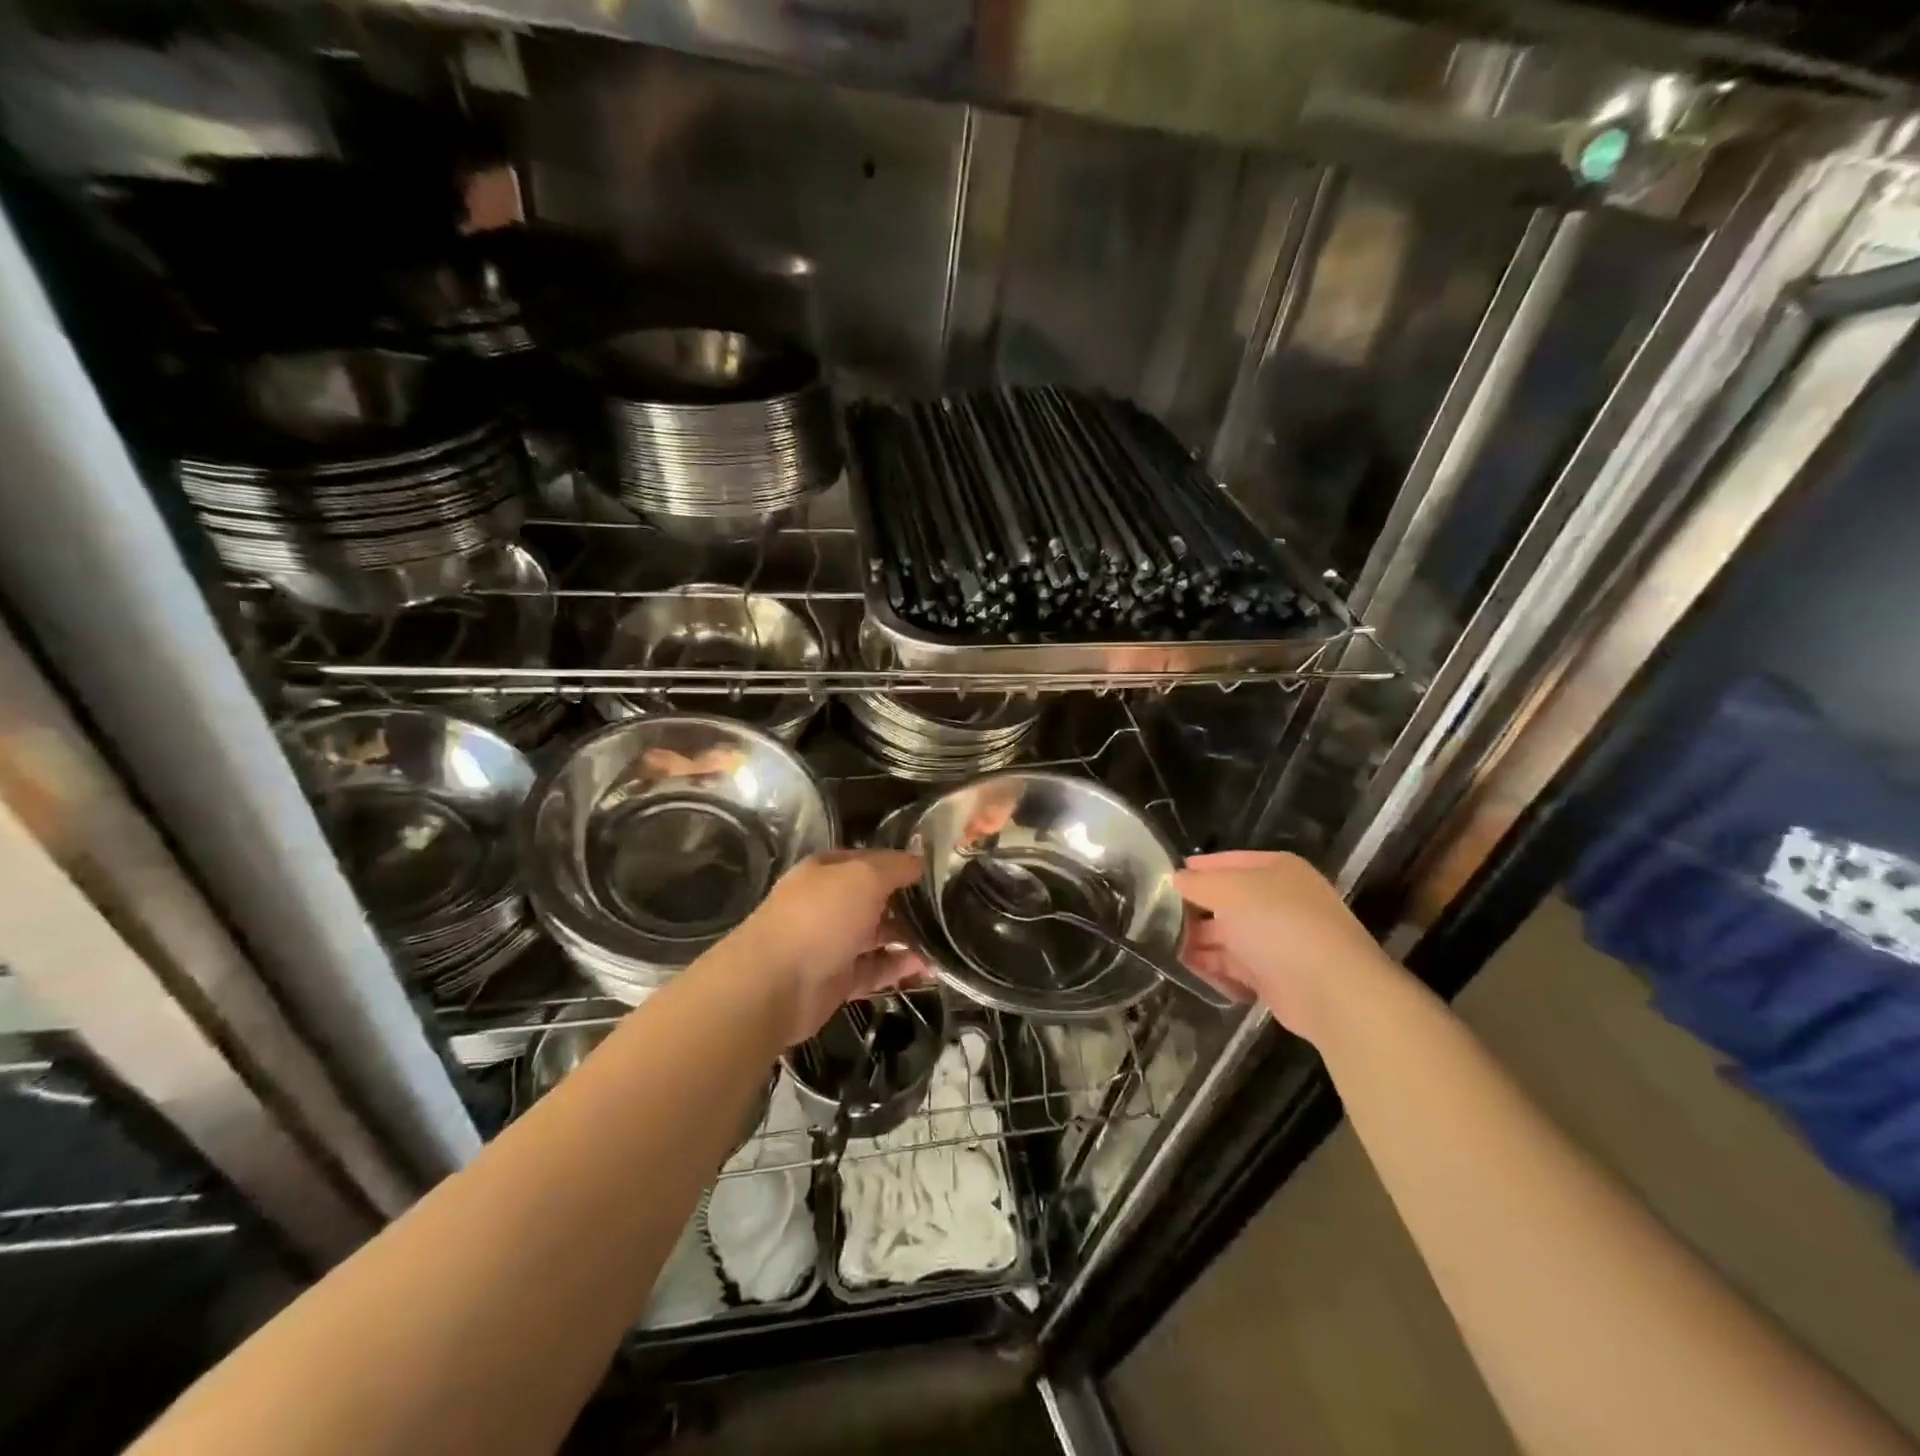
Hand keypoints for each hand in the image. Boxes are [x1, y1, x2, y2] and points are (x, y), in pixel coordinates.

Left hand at [736, 849, 928, 1045]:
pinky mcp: (838, 979)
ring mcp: (832, 942)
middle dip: (910, 904)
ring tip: (947, 942)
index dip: (902, 864)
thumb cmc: (820, 917)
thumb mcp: (863, 877)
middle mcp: (829, 903)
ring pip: (878, 936)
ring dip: (910, 939)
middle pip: (876, 899)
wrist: (775, 985)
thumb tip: (919, 861)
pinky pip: (875, 969)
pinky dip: (900, 968)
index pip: (872, 860)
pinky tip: (929, 969)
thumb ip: (895, 867)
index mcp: (828, 871)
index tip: (939, 872)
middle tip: (950, 910)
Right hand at [1175, 850, 1404, 1046]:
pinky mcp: (1275, 976)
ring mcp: (1278, 940)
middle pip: (1226, 901)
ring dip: (1198, 941)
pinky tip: (1190, 970)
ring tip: (1163, 947)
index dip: (1198, 868)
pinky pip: (1236, 966)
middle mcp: (1279, 901)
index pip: (1228, 861)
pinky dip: (1214, 968)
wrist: (1331, 990)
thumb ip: (1198, 883)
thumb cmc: (1278, 924)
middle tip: (1156, 918)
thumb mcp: (1229, 890)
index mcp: (1277, 871)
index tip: (1164, 878)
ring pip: (1228, 936)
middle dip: (1193, 910)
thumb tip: (1176, 879)